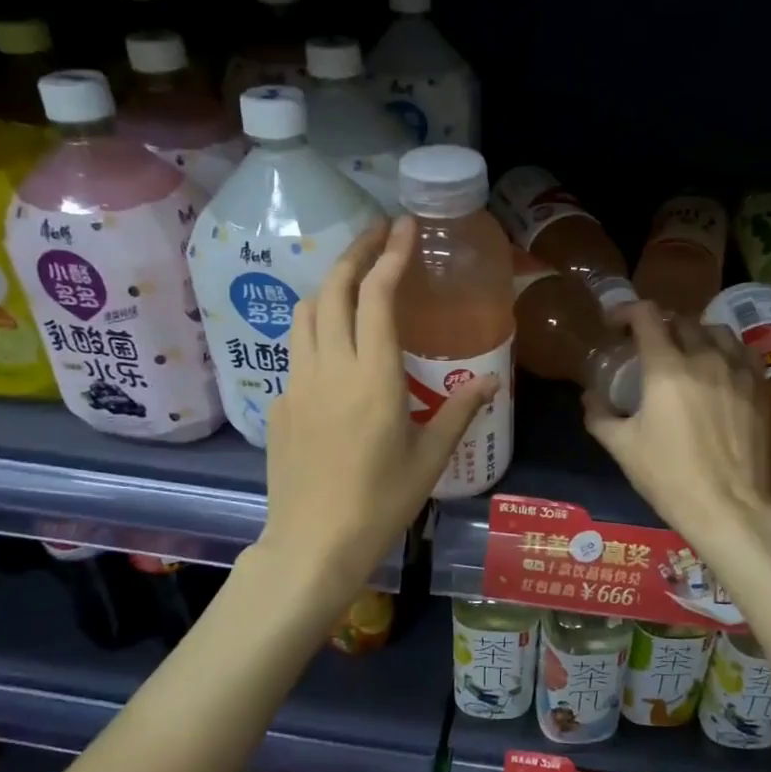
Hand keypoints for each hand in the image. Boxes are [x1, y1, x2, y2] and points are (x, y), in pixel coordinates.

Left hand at [261, 218, 496, 593]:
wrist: (313, 544)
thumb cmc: (381, 502)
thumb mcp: (430, 458)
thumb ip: (459, 411)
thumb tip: (491, 381)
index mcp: (373, 376)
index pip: (377, 296)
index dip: (390, 255)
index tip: (403, 226)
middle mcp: (330, 367)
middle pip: (334, 289)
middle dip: (355, 253)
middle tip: (377, 234)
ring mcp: (297, 383)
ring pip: (306, 313)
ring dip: (330, 286)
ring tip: (354, 280)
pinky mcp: (279, 403)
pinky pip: (296, 351)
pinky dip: (316, 330)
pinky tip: (334, 350)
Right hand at [583, 304, 770, 543]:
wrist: (728, 508)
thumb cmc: (669, 477)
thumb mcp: (622, 447)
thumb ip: (600, 414)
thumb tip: (590, 395)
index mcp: (666, 368)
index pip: (646, 316)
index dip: (626, 311)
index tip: (614, 325)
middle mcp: (704, 358)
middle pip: (681, 320)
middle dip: (659, 325)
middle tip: (646, 345)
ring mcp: (737, 372)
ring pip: (716, 331)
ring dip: (694, 333)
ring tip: (685, 352)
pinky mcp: (760, 389)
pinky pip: (743, 352)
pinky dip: (726, 350)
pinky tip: (719, 367)